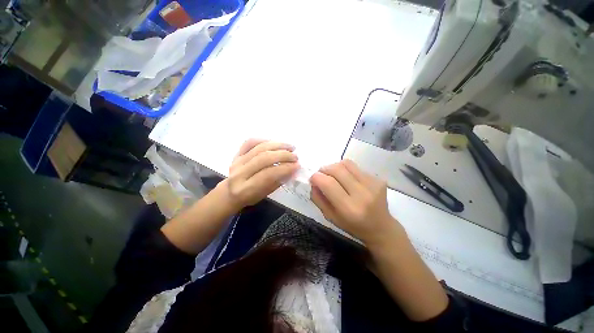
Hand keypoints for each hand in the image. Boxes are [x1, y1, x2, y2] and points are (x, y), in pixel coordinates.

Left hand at [221, 139, 299, 209]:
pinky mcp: (236, 153)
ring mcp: (237, 161)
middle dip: (283, 155)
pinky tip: (275, 142)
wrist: (230, 192)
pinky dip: (264, 140)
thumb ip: (279, 181)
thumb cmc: (250, 196)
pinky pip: (250, 142)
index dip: (285, 168)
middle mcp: (239, 173)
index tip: (297, 165)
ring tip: (290, 147)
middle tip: (295, 156)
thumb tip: (293, 169)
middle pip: (264, 158)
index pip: (268, 174)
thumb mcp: (266, 193)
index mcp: (246, 188)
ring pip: (259, 148)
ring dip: (278, 145)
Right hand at [310, 159, 400, 245]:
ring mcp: (372, 184)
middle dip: (324, 169)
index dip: (316, 177)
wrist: (381, 227)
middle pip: (337, 169)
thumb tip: (313, 181)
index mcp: (349, 208)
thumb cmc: (352, 226)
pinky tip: (348, 179)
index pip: (328, 183)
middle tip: (321, 175)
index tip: (313, 179)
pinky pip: (356, 167)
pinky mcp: (378, 179)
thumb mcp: (330, 217)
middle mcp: (362, 194)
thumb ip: (318, 199)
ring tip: (334, 175)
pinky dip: (346, 170)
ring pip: (346, 164)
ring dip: (335, 167)